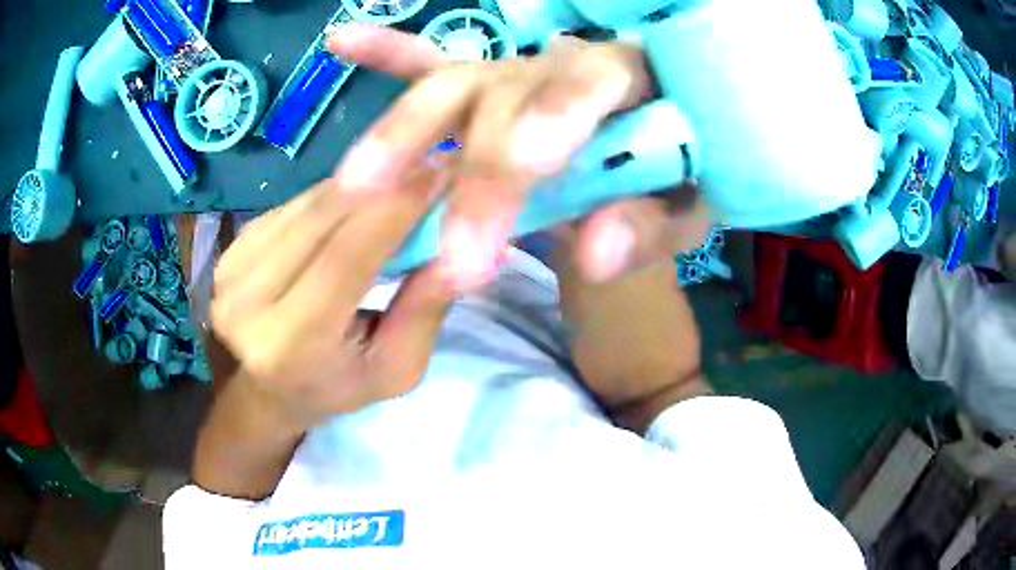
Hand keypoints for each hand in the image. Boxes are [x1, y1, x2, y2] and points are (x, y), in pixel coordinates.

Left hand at [210, 169, 455, 430]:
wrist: (268, 390)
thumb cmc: (337, 387)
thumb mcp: (396, 369)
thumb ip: (424, 311)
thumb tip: (469, 250)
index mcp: (288, 345)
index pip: (345, 260)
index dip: (394, 210)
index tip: (442, 172)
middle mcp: (247, 303)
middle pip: (323, 221)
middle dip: (383, 182)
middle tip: (430, 163)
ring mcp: (230, 271)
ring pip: (307, 205)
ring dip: (361, 183)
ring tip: (403, 174)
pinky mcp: (230, 250)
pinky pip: (292, 206)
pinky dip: (333, 194)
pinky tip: (360, 194)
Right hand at [327, 24, 709, 287]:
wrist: (650, 150)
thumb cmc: (672, 176)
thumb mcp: (684, 208)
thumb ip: (652, 226)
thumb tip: (597, 253)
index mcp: (631, 79)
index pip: (595, 81)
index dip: (561, 111)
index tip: (529, 161)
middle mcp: (560, 65)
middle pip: (508, 97)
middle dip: (480, 173)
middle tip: (460, 256)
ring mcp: (512, 71)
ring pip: (450, 87)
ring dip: (403, 133)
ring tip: (357, 185)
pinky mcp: (480, 83)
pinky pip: (426, 61)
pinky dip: (386, 51)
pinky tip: (340, 42)